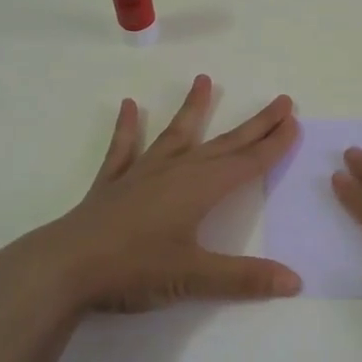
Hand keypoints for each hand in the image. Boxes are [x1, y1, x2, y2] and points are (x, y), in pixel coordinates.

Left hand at [1, 74, 302, 314]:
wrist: (66, 266)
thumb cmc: (134, 269)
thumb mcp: (194, 278)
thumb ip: (244, 278)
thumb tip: (295, 281)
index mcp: (200, 189)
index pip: (247, 162)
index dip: (273, 144)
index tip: (293, 121)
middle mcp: (177, 171)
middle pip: (224, 143)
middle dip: (255, 124)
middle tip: (280, 100)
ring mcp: (142, 172)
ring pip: (177, 134)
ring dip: (193, 108)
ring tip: (205, 80)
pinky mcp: (113, 182)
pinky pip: (124, 148)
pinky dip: (127, 127)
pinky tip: (128, 105)